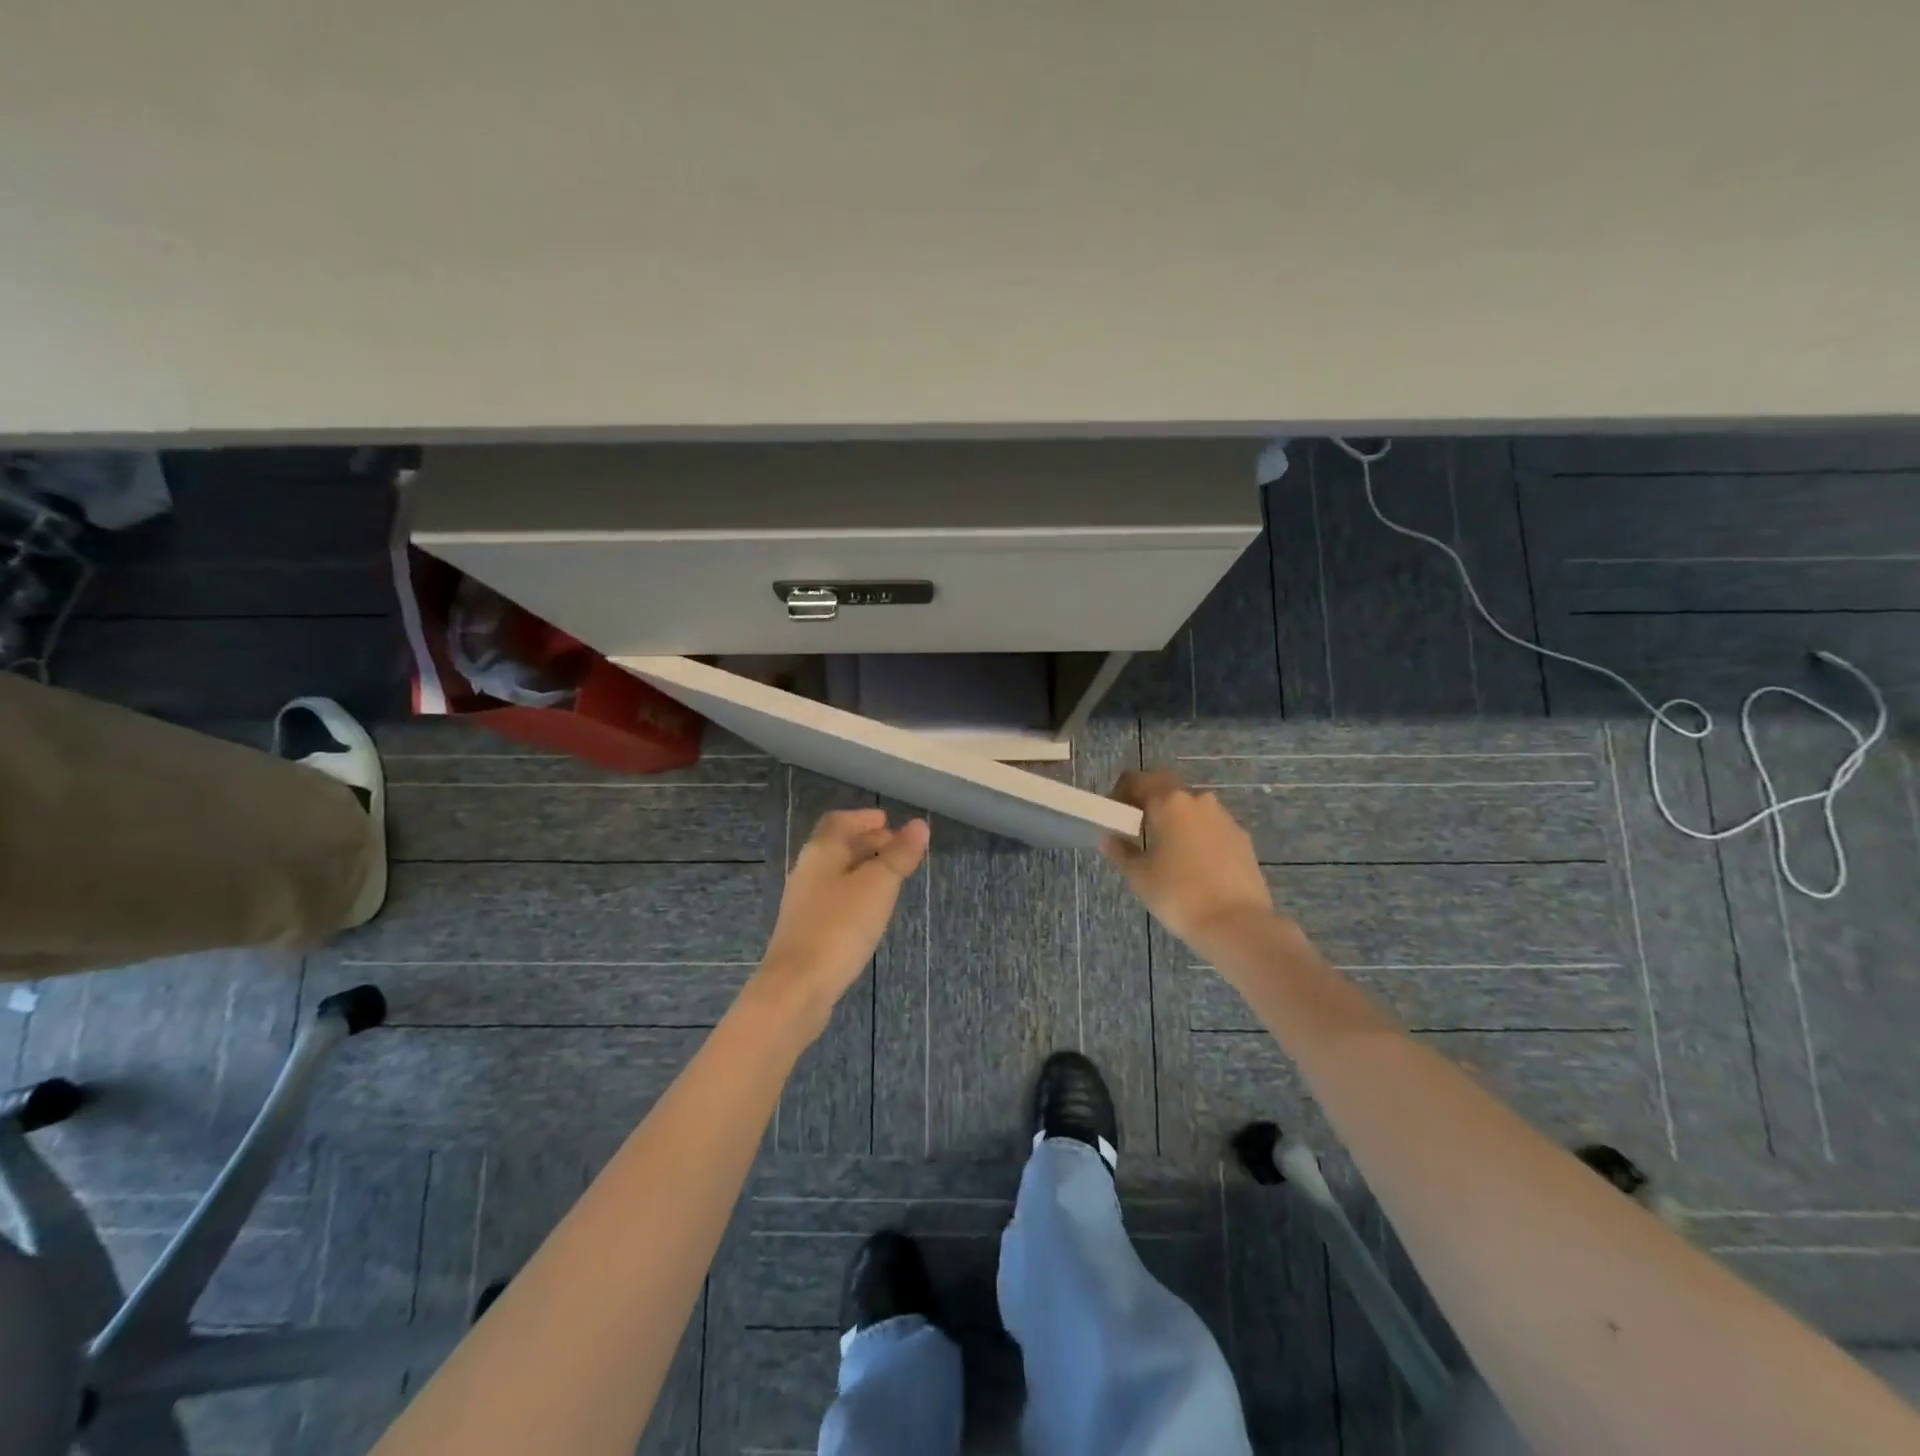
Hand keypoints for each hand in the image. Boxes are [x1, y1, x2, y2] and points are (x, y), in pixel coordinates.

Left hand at [755, 809, 929, 1034]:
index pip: (839, 821)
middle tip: (898, 846)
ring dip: (862, 867)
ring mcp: (804, 902)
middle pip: (837, 846)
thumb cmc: (840, 926)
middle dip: (867, 841)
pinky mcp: (806, 930)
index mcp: (821, 851)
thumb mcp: (878, 885)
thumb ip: (899, 854)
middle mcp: (808, 870)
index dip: (863, 818)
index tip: (887, 820)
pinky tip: (871, 909)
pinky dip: (855, 892)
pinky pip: (834, 898)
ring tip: (891, 876)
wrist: (797, 987)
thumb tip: (919, 825)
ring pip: (836, 873)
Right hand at [1102, 769, 1275, 949]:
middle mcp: (1198, 801)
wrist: (1237, 923)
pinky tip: (1193, 863)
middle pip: (1166, 787)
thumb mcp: (1139, 876)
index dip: (1120, 792)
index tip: (1114, 814)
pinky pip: (1211, 826)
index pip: (1137, 779)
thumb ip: (1121, 851)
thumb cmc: (1178, 894)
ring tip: (1166, 849)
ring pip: (1191, 807)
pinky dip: (1197, 835)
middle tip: (1138, 826)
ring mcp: (1224, 818)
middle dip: (1149, 800)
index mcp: (1169, 802)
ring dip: (1175, 818)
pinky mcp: (1241, 838)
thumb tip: (1109, 838)